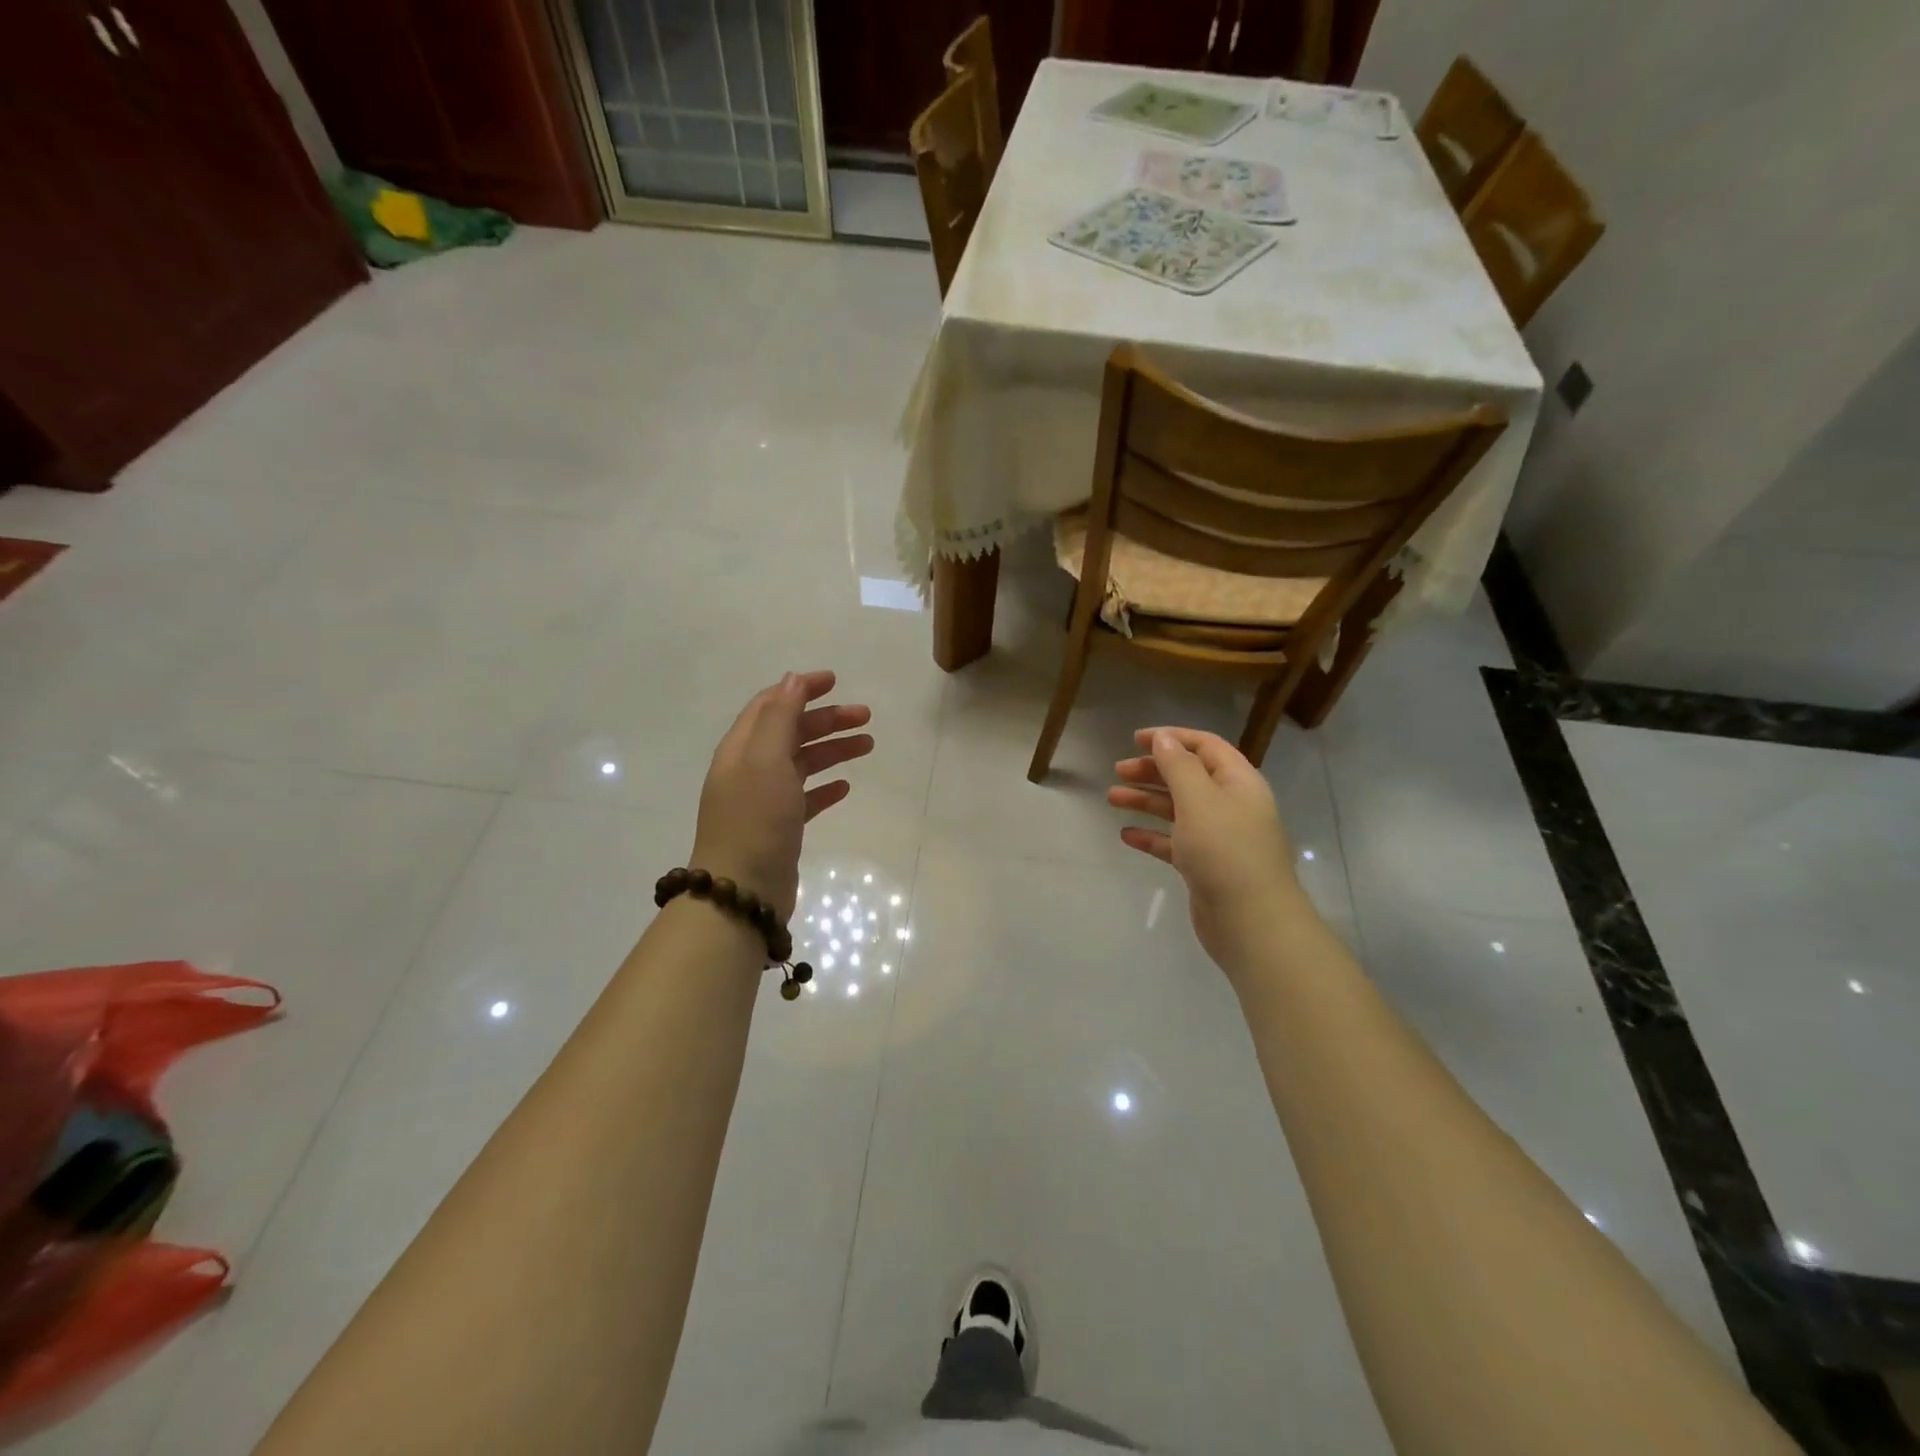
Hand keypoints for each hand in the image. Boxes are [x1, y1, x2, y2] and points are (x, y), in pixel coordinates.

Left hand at [690, 671, 872, 921]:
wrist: (743, 892)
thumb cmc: (755, 819)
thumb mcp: (765, 759)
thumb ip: (779, 717)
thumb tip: (792, 680)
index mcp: (742, 748)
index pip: (772, 705)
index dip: (801, 689)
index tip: (835, 681)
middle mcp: (750, 769)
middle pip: (791, 732)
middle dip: (827, 719)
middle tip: (865, 716)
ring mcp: (764, 800)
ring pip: (803, 763)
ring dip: (833, 749)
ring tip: (867, 745)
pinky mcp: (780, 827)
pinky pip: (806, 797)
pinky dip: (825, 787)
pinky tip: (846, 787)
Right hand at [1108, 727, 1303, 972]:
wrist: (1251, 921)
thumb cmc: (1225, 850)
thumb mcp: (1199, 799)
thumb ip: (1178, 766)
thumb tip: (1163, 739)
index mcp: (1237, 782)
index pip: (1205, 746)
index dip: (1172, 738)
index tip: (1135, 739)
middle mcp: (1230, 805)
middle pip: (1188, 776)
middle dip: (1153, 770)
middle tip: (1118, 771)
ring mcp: (1217, 837)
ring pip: (1177, 809)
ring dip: (1146, 800)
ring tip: (1112, 798)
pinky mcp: (1204, 866)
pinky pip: (1173, 842)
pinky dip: (1151, 835)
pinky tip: (1126, 835)